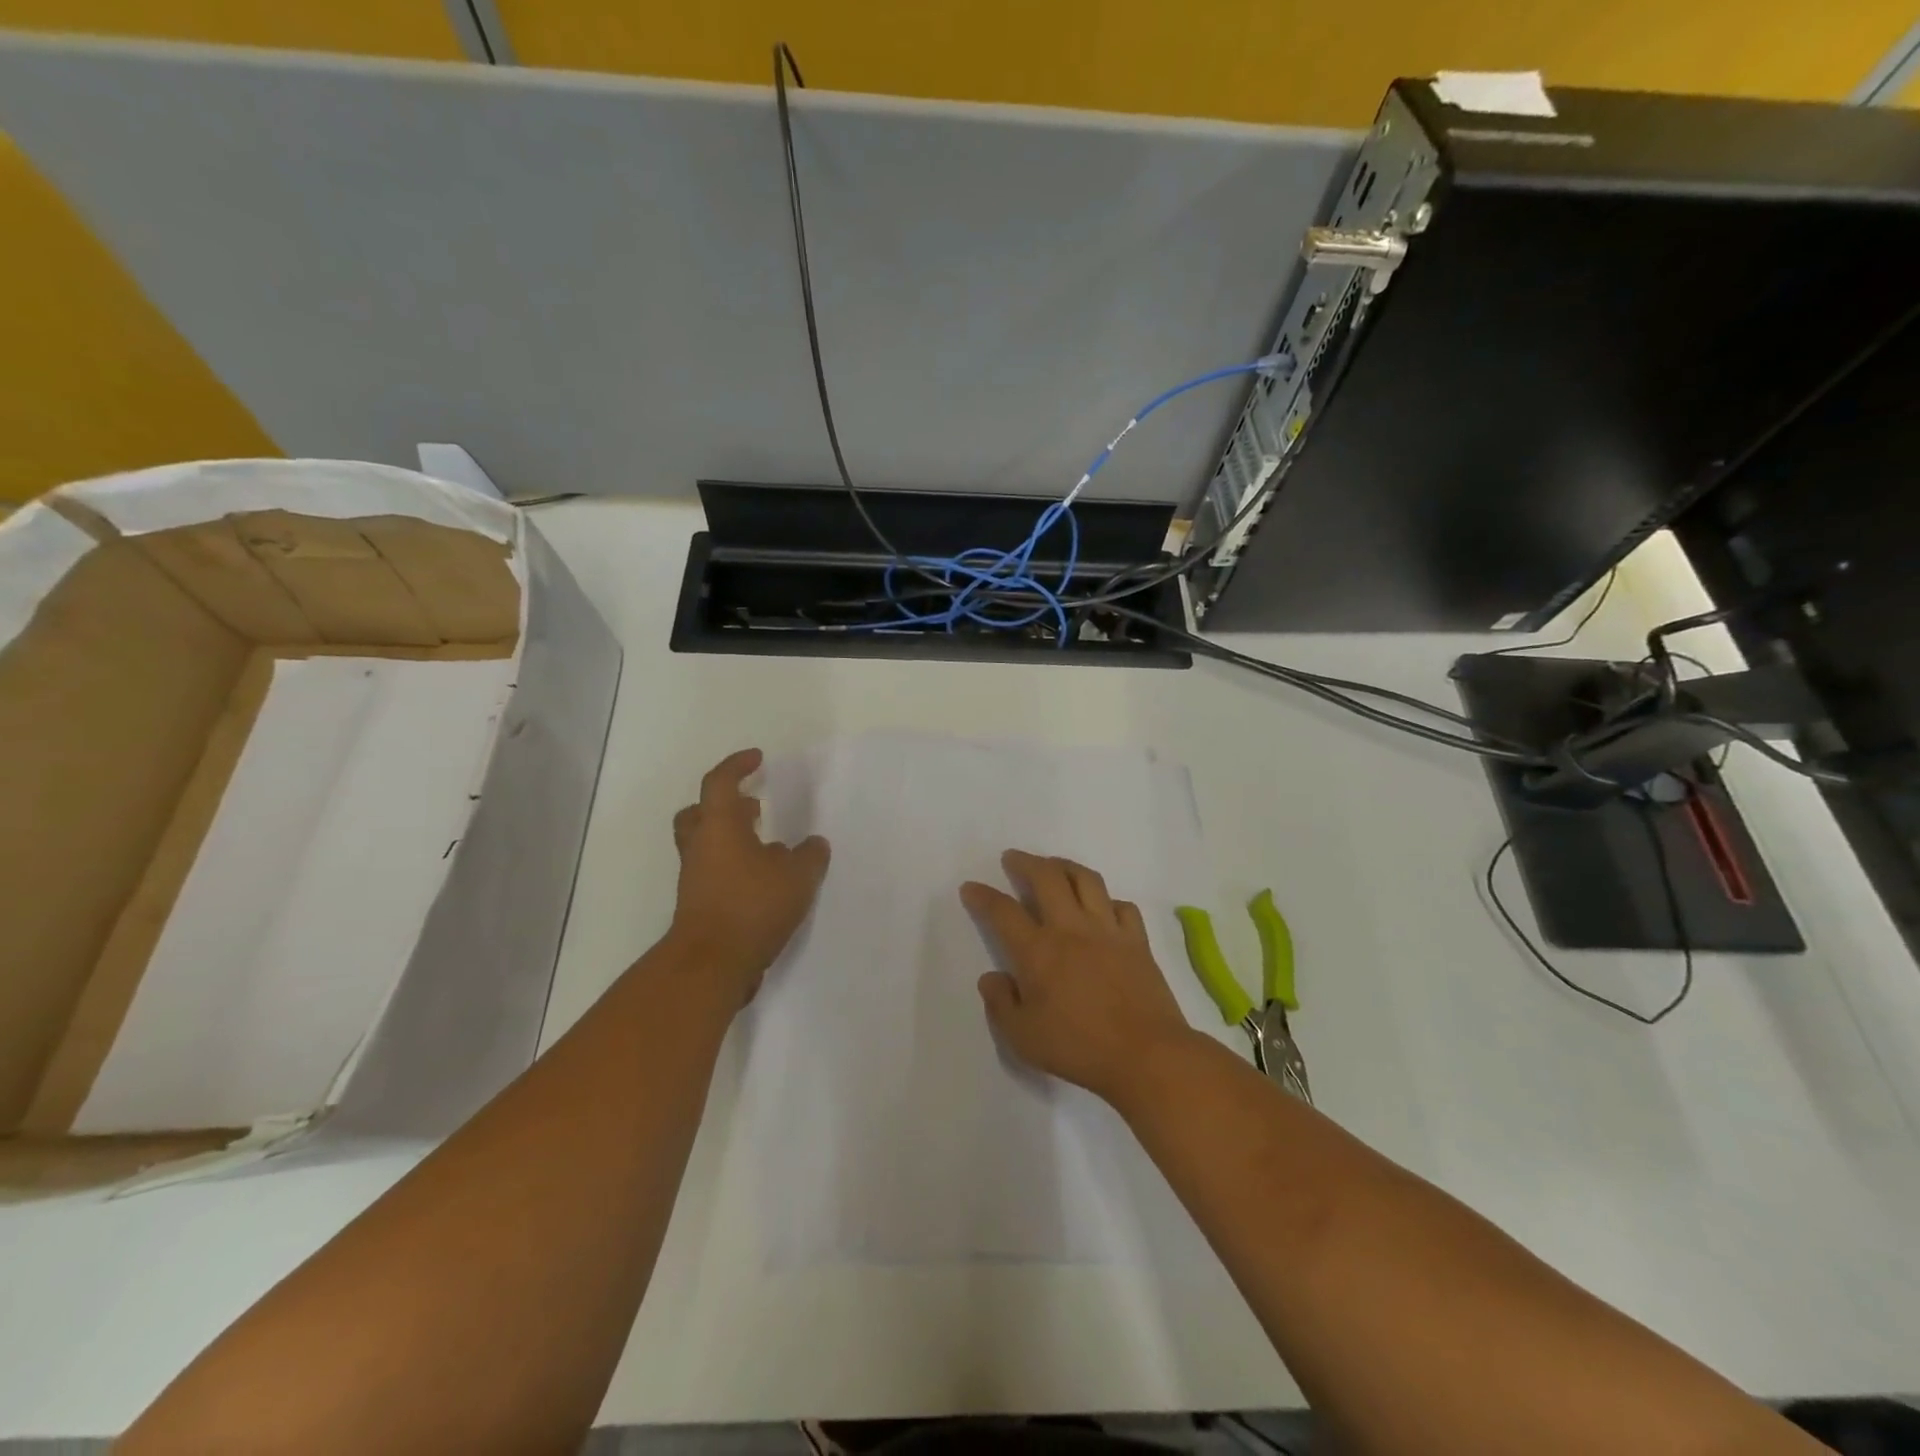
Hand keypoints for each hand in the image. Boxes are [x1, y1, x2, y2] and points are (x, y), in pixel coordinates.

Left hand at [669, 748, 829, 1003]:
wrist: (711, 964)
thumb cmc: (752, 906)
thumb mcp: (797, 876)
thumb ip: (810, 856)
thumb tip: (812, 844)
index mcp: (719, 827)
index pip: (721, 783)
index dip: (737, 765)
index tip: (757, 759)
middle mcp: (701, 847)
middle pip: (700, 813)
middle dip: (725, 805)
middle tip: (752, 807)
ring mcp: (695, 878)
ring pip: (706, 845)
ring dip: (732, 839)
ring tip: (769, 848)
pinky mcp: (698, 905)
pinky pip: (713, 873)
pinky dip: (735, 868)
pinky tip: (765, 883)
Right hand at [960, 850, 1194, 1104]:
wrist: (1147, 1054)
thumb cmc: (1079, 1048)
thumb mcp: (1023, 1038)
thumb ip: (1000, 1004)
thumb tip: (991, 978)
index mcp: (1038, 951)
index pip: (1003, 912)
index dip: (983, 896)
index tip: (971, 887)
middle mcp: (1070, 929)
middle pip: (1046, 877)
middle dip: (1025, 862)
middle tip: (1013, 858)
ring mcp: (1108, 930)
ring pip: (1085, 880)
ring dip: (1065, 865)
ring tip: (1053, 866)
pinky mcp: (1137, 940)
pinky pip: (1122, 906)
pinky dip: (1107, 900)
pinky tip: (1102, 907)